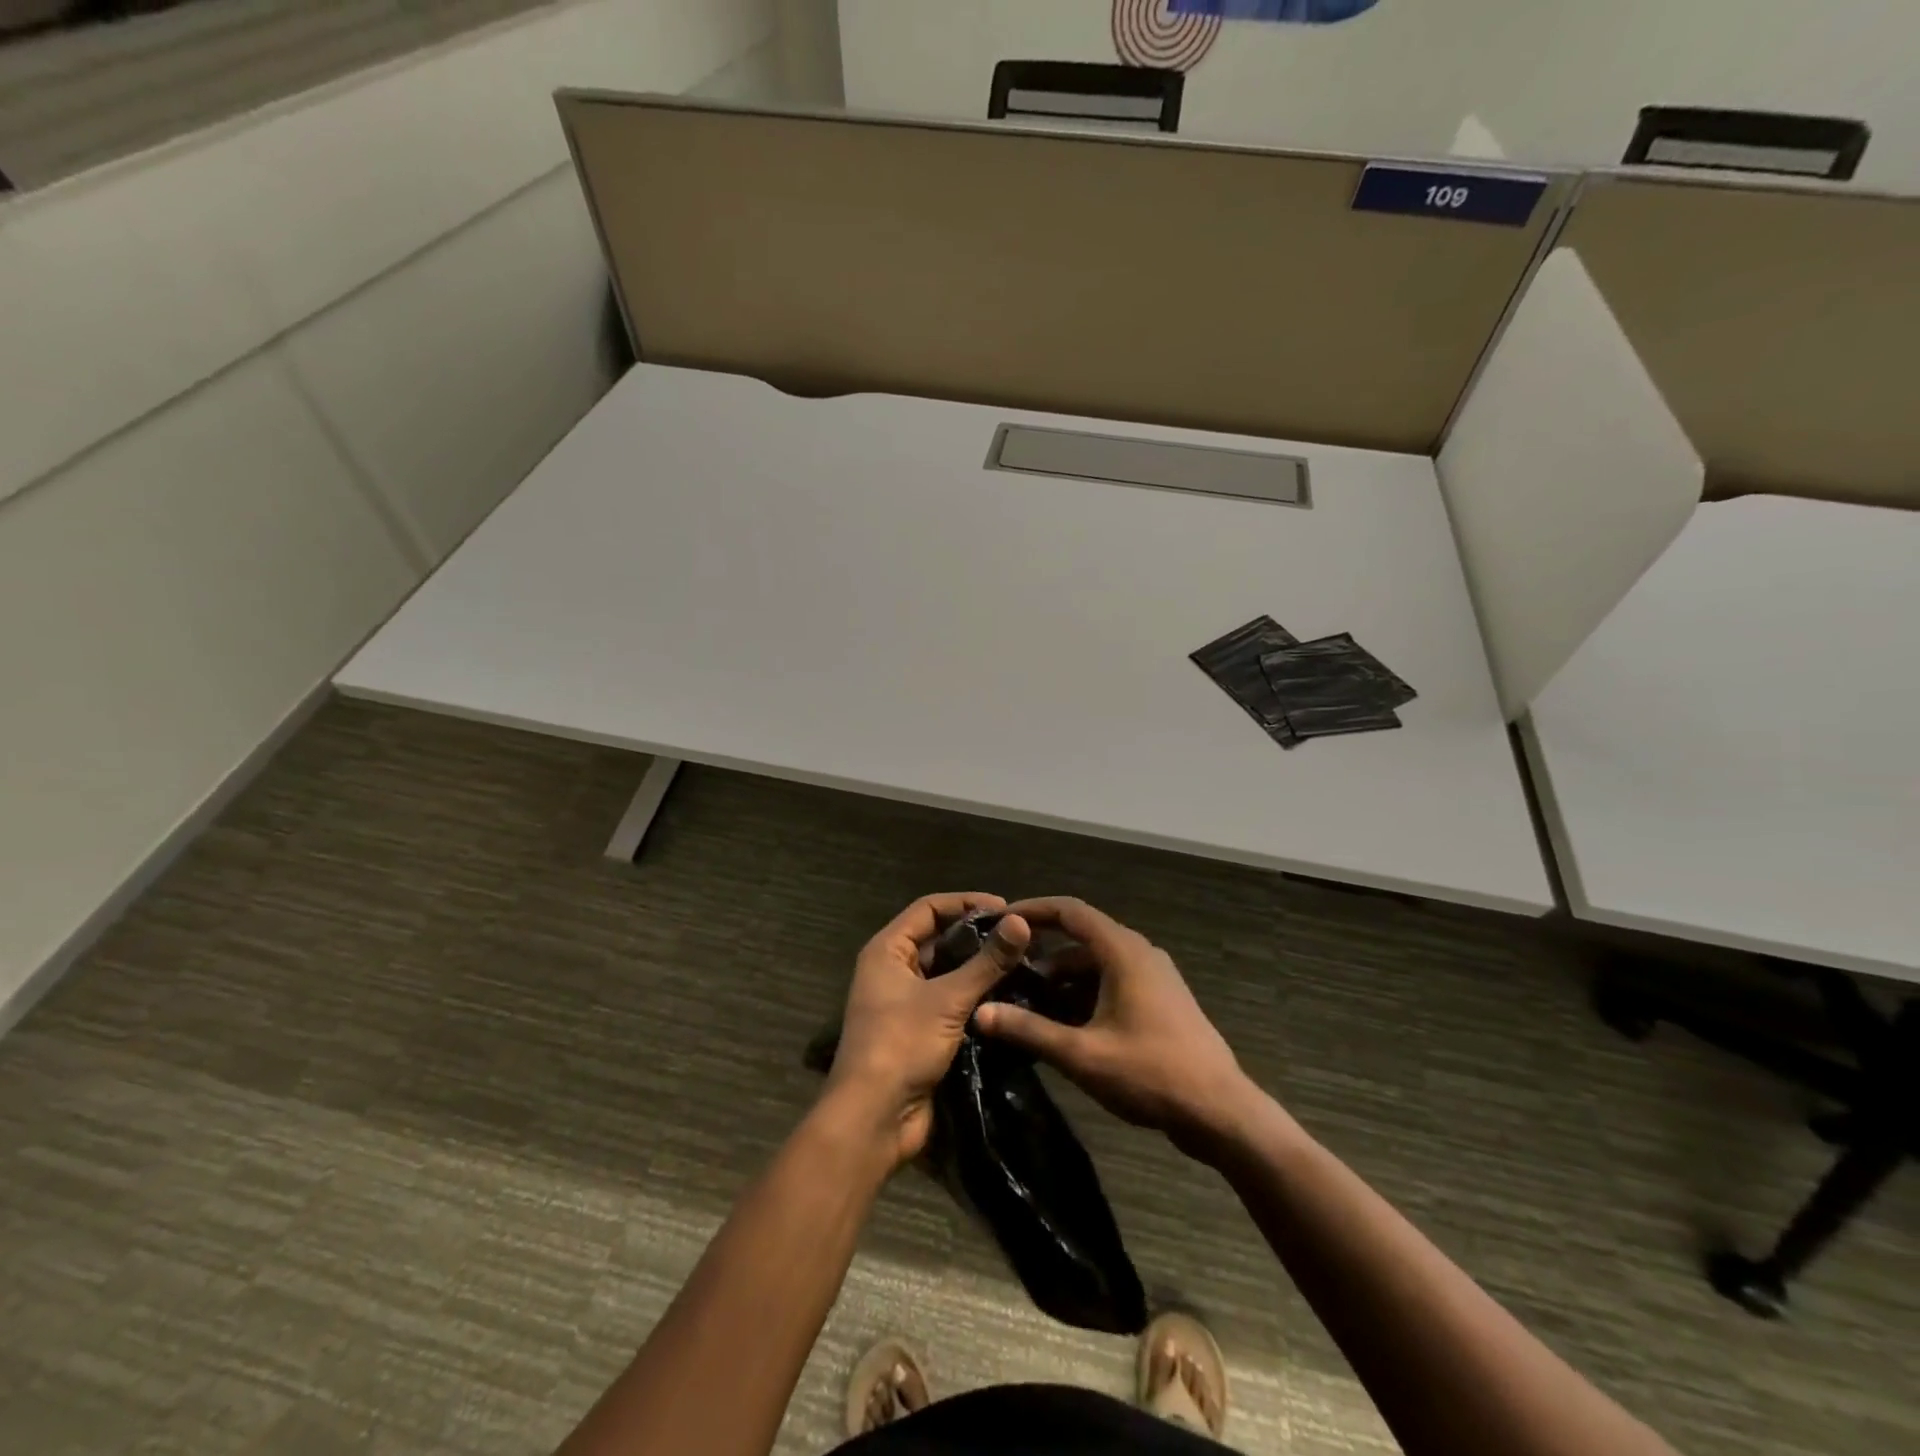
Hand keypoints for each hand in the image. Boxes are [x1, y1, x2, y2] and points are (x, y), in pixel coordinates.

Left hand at [827, 893, 1030, 1167]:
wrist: (873, 1120)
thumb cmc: (901, 1045)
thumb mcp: (947, 1000)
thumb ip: (986, 962)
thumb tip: (1022, 922)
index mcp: (888, 951)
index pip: (929, 908)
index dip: (966, 902)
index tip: (1006, 908)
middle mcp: (894, 970)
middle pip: (940, 939)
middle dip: (978, 937)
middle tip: (1021, 939)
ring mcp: (906, 1003)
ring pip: (949, 973)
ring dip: (980, 969)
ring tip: (1023, 965)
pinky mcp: (921, 1032)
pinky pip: (952, 1003)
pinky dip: (977, 998)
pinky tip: (1010, 998)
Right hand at [974, 897, 1255, 1153]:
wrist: (1221, 1112)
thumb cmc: (1151, 1073)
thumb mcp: (1082, 1055)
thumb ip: (1029, 1031)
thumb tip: (980, 1013)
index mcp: (1123, 951)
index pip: (1070, 910)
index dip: (1033, 909)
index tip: (1000, 920)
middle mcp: (1139, 953)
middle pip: (1082, 936)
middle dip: (1042, 950)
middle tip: (1005, 966)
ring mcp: (1154, 976)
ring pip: (1097, 963)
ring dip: (1063, 977)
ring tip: (1026, 1000)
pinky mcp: (1160, 1000)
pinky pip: (1113, 981)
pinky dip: (1084, 992)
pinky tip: (1062, 1023)